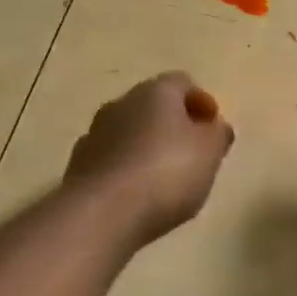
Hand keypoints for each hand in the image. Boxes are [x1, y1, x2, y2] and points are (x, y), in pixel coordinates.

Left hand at [64, 72, 234, 244]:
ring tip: (166, 179)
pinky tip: (138, 195)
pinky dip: (127, 169)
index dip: (201, 103)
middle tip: (193, 154)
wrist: (103, 213)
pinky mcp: (79, 165)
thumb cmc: (167, 173)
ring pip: (129, 132)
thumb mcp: (210, 153)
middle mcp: (121, 103)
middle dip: (173, 125)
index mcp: (156, 92)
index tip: (213, 129)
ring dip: (147, 147)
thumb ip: (217, 134)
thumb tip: (215, 126)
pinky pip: (112, 159)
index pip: (182, 83)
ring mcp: (94, 133)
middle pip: (153, 106)